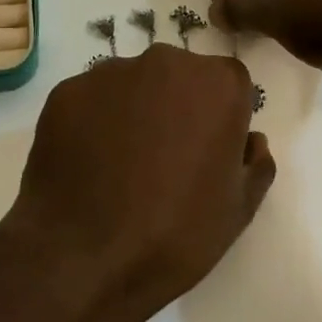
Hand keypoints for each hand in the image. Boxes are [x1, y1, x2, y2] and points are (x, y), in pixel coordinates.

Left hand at [3, 46, 274, 321]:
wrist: (84, 258)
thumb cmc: (176, 234)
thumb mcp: (239, 209)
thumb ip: (255, 163)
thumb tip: (250, 141)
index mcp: (217, 84)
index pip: (229, 85)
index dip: (222, 118)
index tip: (208, 153)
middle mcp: (164, 62)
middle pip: (178, 76)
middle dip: (177, 106)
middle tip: (164, 159)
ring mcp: (108, 73)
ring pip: (131, 85)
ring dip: (133, 111)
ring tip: (120, 165)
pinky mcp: (65, 92)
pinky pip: (90, 101)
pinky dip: (92, 123)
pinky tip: (88, 165)